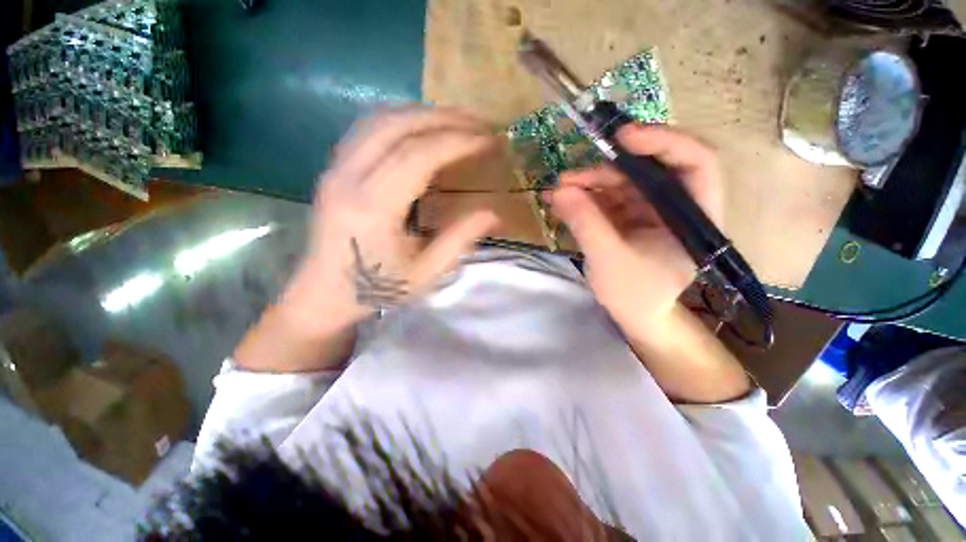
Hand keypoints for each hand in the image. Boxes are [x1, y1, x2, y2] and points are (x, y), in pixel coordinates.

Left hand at [281, 108, 499, 334]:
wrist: (324, 294)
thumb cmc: (377, 289)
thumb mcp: (426, 273)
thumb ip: (460, 238)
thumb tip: (493, 212)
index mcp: (373, 208)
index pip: (417, 156)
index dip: (456, 142)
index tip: (487, 139)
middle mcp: (348, 178)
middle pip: (397, 126)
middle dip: (444, 119)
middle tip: (478, 123)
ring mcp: (335, 169)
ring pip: (379, 120)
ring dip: (421, 114)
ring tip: (456, 121)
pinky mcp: (333, 169)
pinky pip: (366, 129)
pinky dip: (399, 120)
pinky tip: (421, 129)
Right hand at [546, 125, 722, 328]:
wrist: (634, 316)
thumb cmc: (634, 295)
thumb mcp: (609, 260)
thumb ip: (586, 223)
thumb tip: (558, 190)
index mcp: (694, 216)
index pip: (695, 162)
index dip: (663, 141)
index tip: (623, 138)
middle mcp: (676, 206)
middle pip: (649, 169)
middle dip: (608, 168)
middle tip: (571, 176)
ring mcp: (650, 210)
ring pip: (623, 181)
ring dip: (589, 183)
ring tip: (558, 191)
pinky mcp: (629, 217)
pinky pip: (607, 197)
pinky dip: (584, 197)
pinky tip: (562, 200)